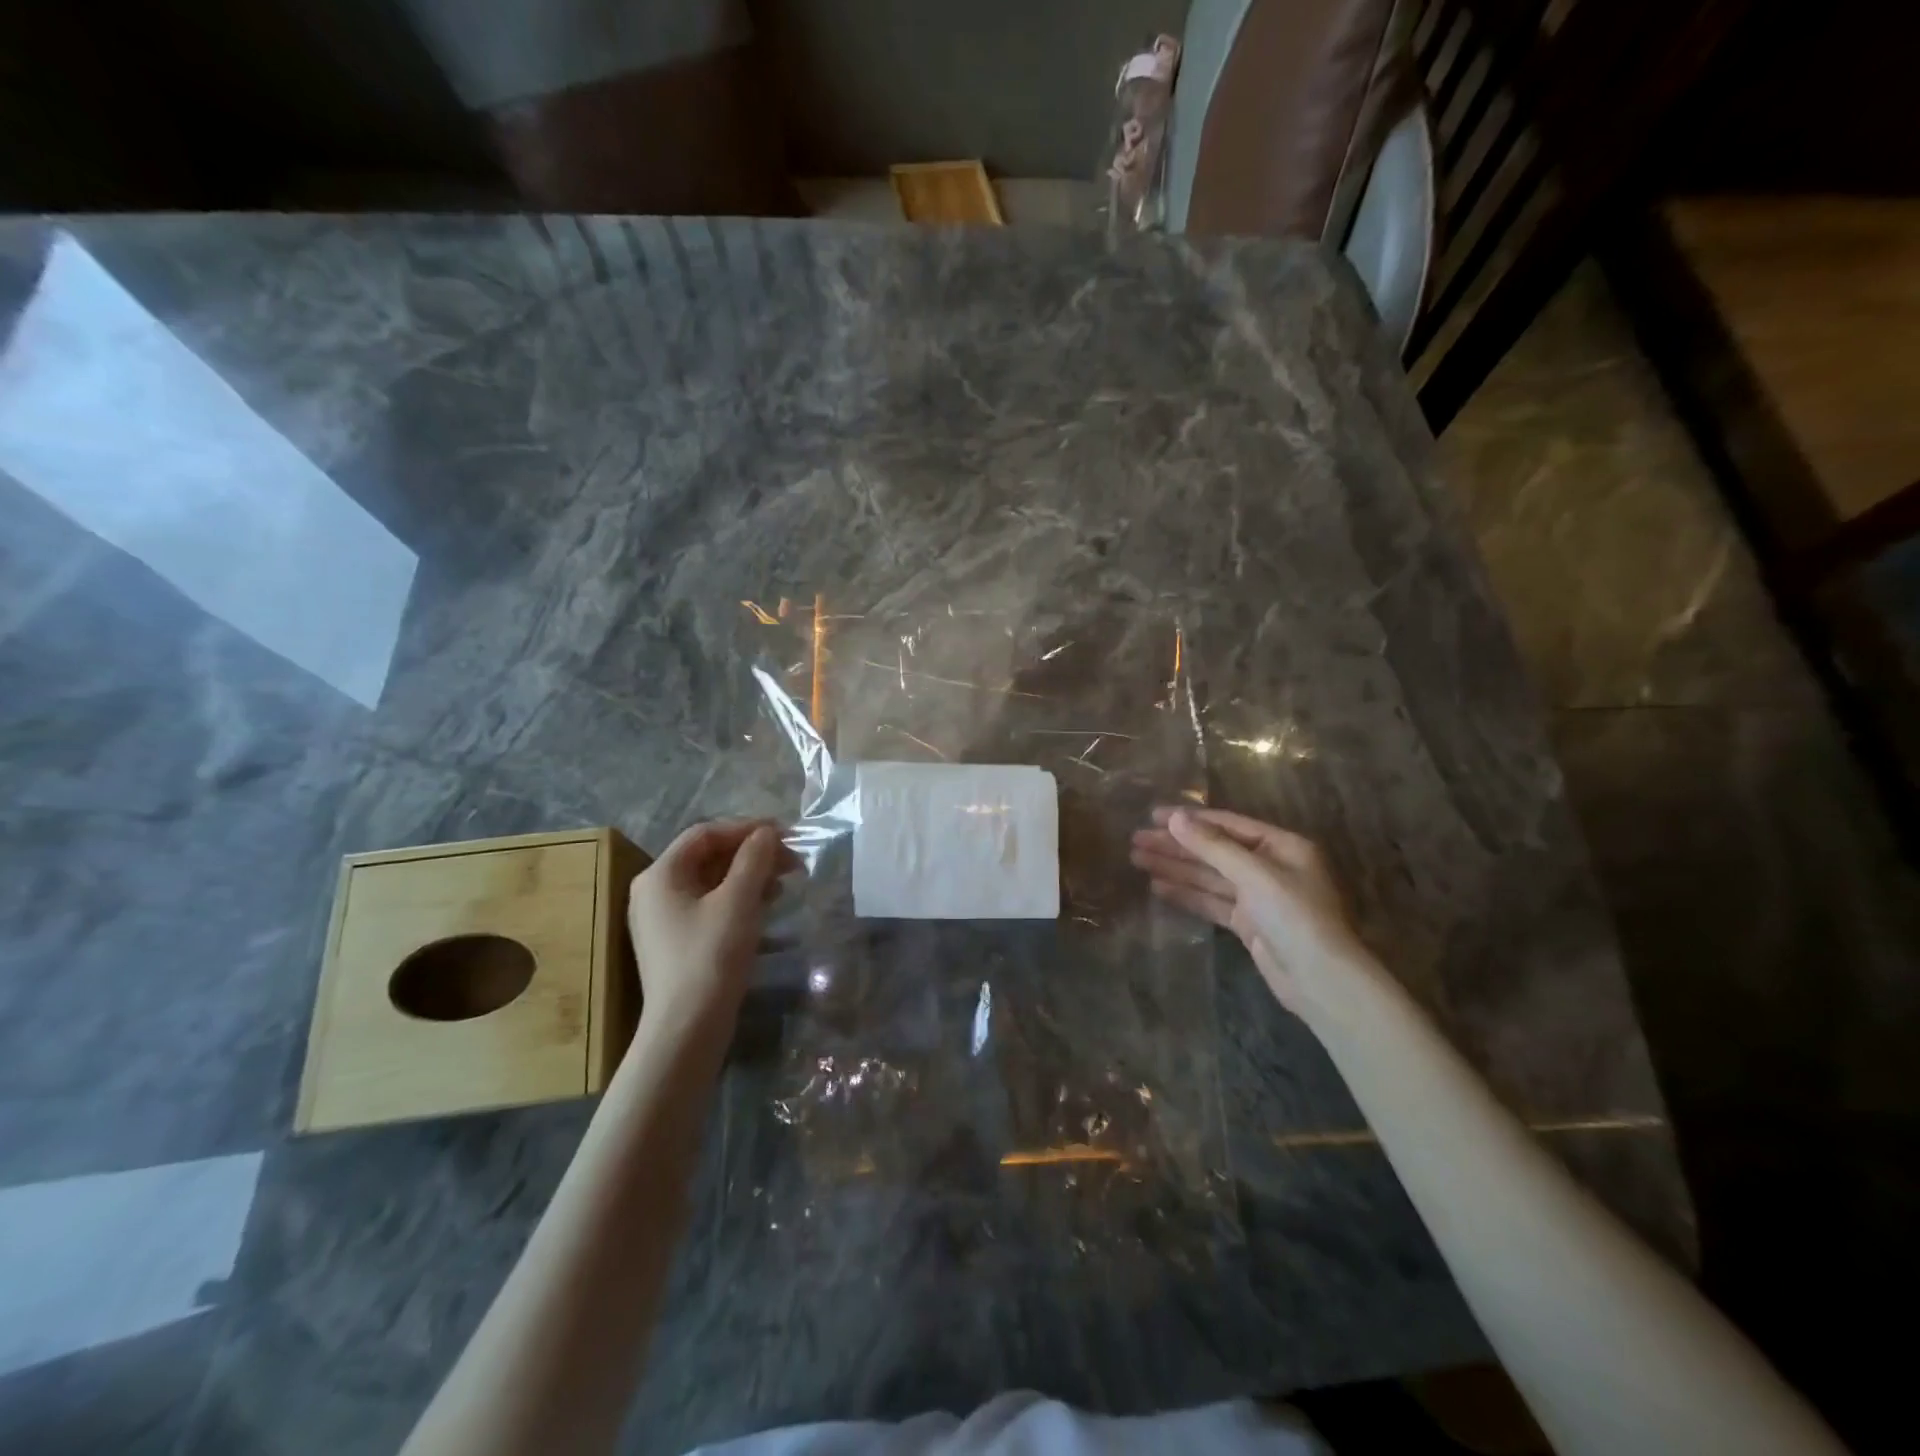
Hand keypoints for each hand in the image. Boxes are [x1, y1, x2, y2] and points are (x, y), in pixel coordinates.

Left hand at [627, 820, 793, 1035]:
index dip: (746, 828)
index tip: (784, 834)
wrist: (687, 1029)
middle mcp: (655, 891)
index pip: (705, 833)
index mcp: (660, 875)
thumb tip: (767, 833)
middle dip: (752, 854)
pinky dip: (739, 899)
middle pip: (708, 856)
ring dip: (749, 875)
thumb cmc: (710, 957)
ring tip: (784, 883)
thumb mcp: (738, 901)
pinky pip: (710, 905)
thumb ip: (754, 859)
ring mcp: (664, 918)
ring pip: (712, 881)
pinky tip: (766, 906)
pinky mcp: (677, 941)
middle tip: (791, 860)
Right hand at [1130, 806, 1375, 1016]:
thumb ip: (1212, 846)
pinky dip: (1186, 893)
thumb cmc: (1294, 916)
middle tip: (1136, 840)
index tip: (1152, 816)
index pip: (1227, 824)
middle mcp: (1270, 866)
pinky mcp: (1248, 923)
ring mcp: (1258, 896)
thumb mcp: (1253, 874)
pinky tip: (1158, 887)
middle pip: (1214, 850)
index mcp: (1281, 846)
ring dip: (1175, 867)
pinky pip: (1211, 901)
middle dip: (1175, 845)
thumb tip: (1174, 818)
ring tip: (1137, 859)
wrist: (1320, 980)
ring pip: (1209, 876)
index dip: (1189, 819)